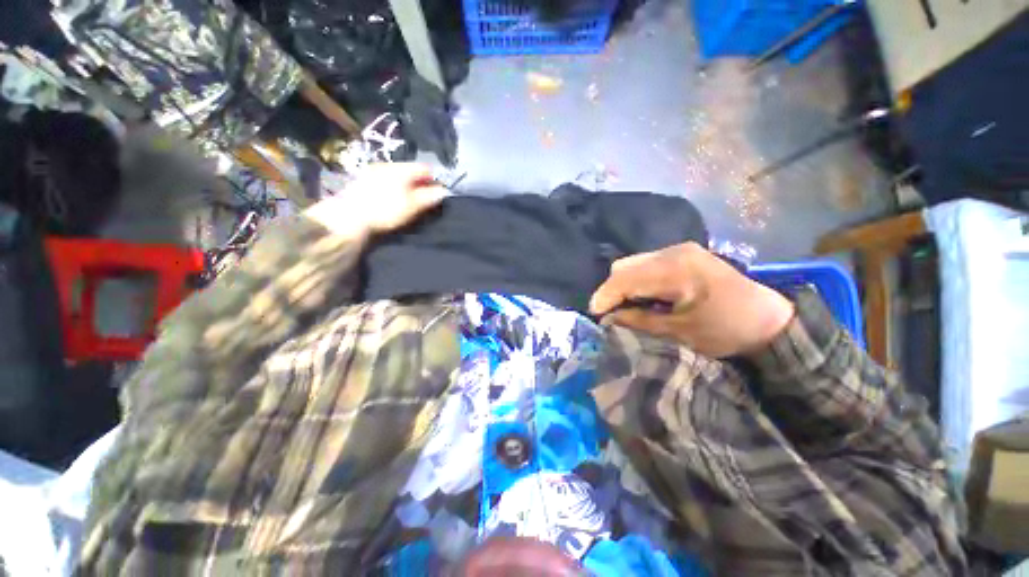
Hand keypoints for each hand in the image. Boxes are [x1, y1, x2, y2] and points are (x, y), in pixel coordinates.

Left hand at [306, 163, 447, 234]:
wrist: (349, 216)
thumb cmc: (386, 210)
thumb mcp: (412, 205)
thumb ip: (429, 197)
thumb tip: (444, 191)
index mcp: (402, 169)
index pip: (425, 168)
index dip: (434, 180)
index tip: (437, 194)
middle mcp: (388, 165)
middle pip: (411, 170)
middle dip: (420, 183)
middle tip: (424, 199)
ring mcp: (373, 171)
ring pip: (398, 175)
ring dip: (407, 185)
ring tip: (409, 200)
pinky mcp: (363, 180)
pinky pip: (386, 179)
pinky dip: (394, 187)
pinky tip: (392, 199)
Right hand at [589, 242, 794, 357]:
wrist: (769, 319)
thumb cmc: (728, 330)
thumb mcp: (680, 332)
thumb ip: (639, 321)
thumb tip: (609, 318)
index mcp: (675, 270)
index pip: (625, 278)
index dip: (605, 296)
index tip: (595, 315)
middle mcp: (673, 252)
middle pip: (624, 266)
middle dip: (612, 290)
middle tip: (613, 313)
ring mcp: (678, 250)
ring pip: (633, 263)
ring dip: (624, 285)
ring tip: (629, 307)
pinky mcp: (682, 254)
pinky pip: (646, 264)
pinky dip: (637, 280)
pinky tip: (645, 296)